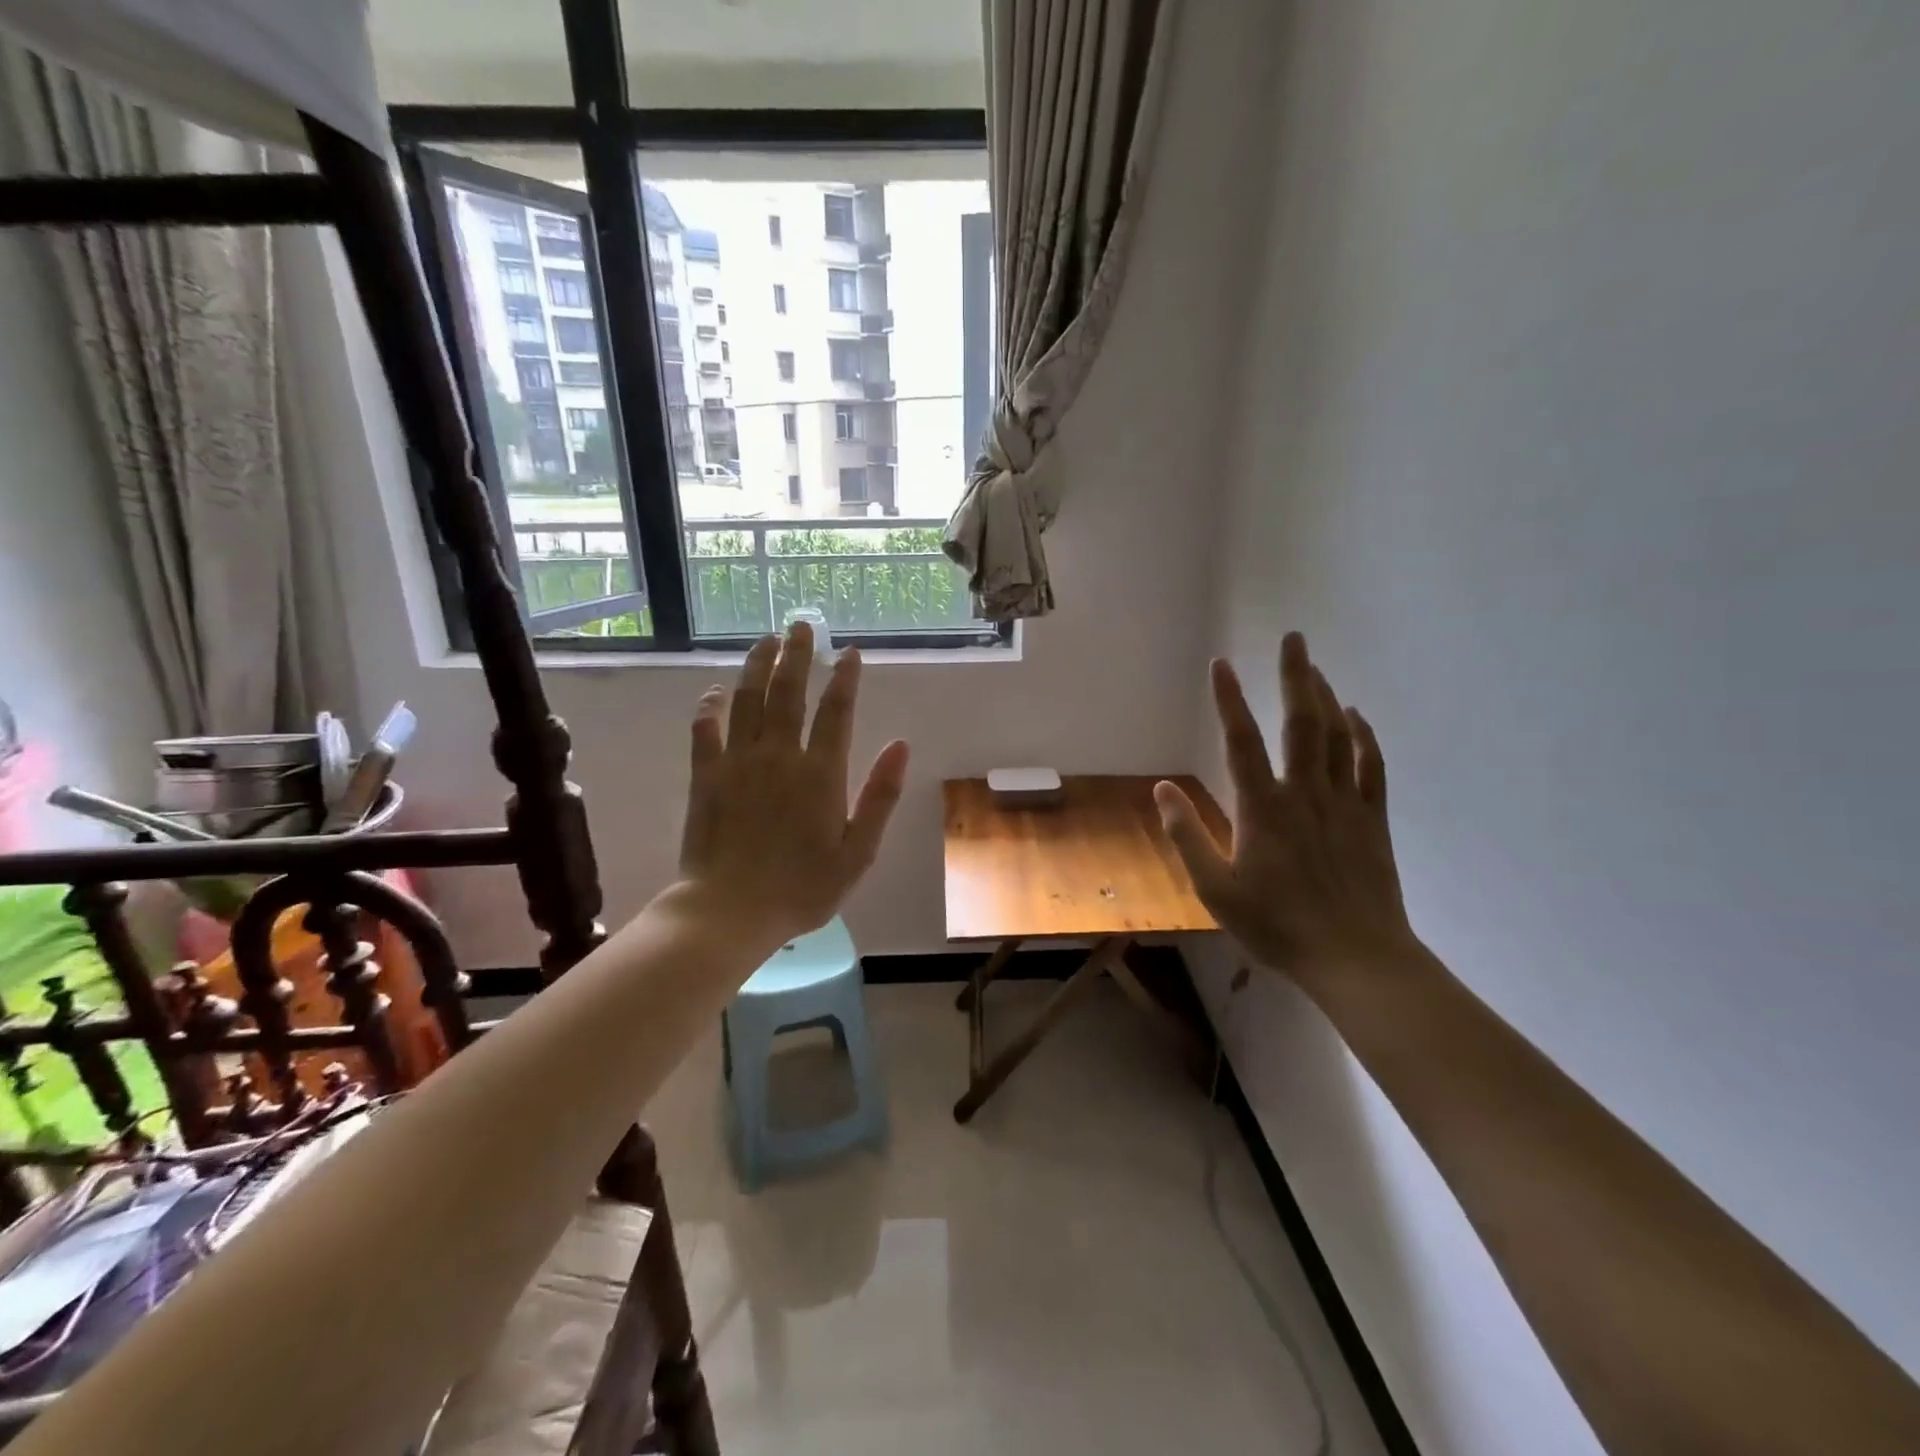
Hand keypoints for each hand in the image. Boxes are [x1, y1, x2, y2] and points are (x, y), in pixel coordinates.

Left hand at [678, 622, 909, 945]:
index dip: (845, 678)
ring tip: (767, 640)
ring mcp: (738, 762)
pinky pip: (705, 729)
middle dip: (798, 655)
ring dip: (757, 666)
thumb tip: (901, 745)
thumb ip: (880, 796)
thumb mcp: (858, 852)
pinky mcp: (705, 776)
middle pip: (788, 692)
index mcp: (821, 773)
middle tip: (802, 625)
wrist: (730, 912)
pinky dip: (709, 706)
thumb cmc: (803, 888)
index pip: (836, 711)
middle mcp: (779, 756)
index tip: (850, 653)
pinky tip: (714, 690)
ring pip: (747, 700)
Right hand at [1156, 632, 1418, 984]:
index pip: (1241, 742)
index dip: (1229, 700)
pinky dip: (1364, 735)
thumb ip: (1187, 836)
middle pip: (1301, 723)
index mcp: (1263, 809)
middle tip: (1294, 638)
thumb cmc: (1277, 925)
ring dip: (1326, 697)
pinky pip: (1370, 765)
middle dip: (1296, 676)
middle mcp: (1305, 793)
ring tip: (1315, 668)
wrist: (1355, 957)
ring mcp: (1344, 803)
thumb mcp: (1216, 890)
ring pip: (1338, 736)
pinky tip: (1356, 716)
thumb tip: (1161, 789)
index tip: (1221, 664)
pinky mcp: (1372, 819)